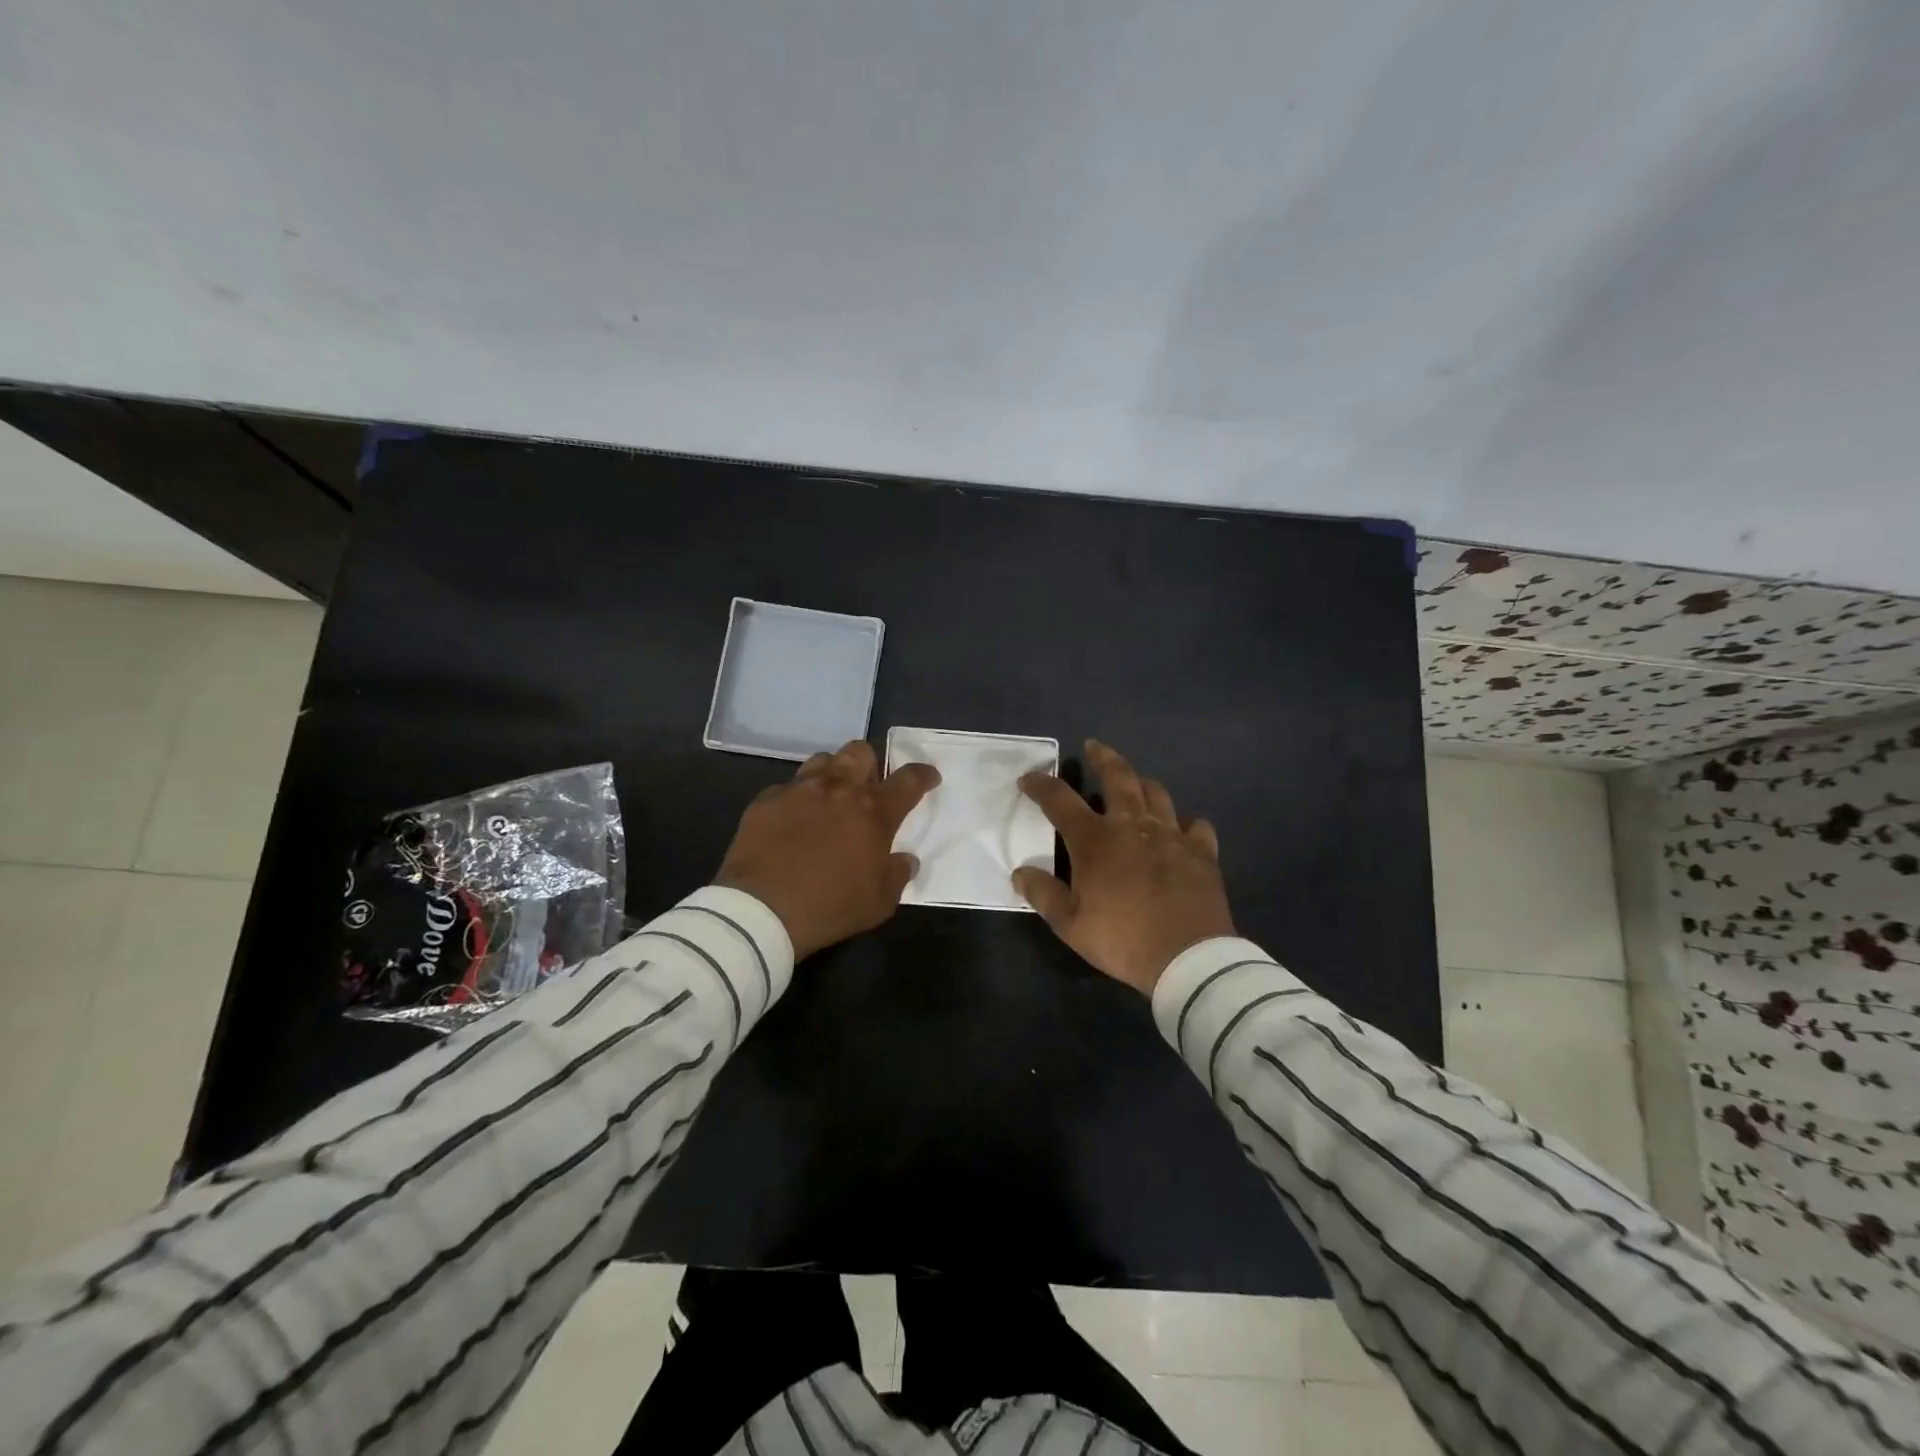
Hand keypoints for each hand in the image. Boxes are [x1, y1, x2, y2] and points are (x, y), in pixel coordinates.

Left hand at [714, 740, 939, 959]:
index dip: (923, 775)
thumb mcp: (880, 902)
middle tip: (868, 788)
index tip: (929, 777)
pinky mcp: (766, 801)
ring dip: (833, 774)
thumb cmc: (831, 906)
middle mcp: (839, 789)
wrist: (762, 910)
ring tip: (830, 798)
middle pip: (860, 751)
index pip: (909, 780)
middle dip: (870, 764)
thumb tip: (905, 860)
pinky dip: (796, 800)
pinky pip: (786, 788)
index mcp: (874, 811)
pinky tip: (792, 821)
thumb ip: (898, 875)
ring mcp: (799, 790)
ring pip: (822, 760)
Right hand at [1014, 740, 1234, 995]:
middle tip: (1094, 747)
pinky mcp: (1201, 851)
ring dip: (1142, 783)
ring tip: (1135, 783)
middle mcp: (1132, 825)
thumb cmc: (1122, 939)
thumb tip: (1020, 872)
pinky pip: (1196, 826)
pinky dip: (1186, 823)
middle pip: (1118, 777)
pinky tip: (1182, 830)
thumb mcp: (1070, 924)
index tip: (1028, 779)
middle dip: (1103, 757)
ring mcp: (1171, 835)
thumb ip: (1043, 894)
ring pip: (1157, 793)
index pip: (1060, 800)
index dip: (1041, 785)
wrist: (1187, 957)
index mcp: (1095, 840)